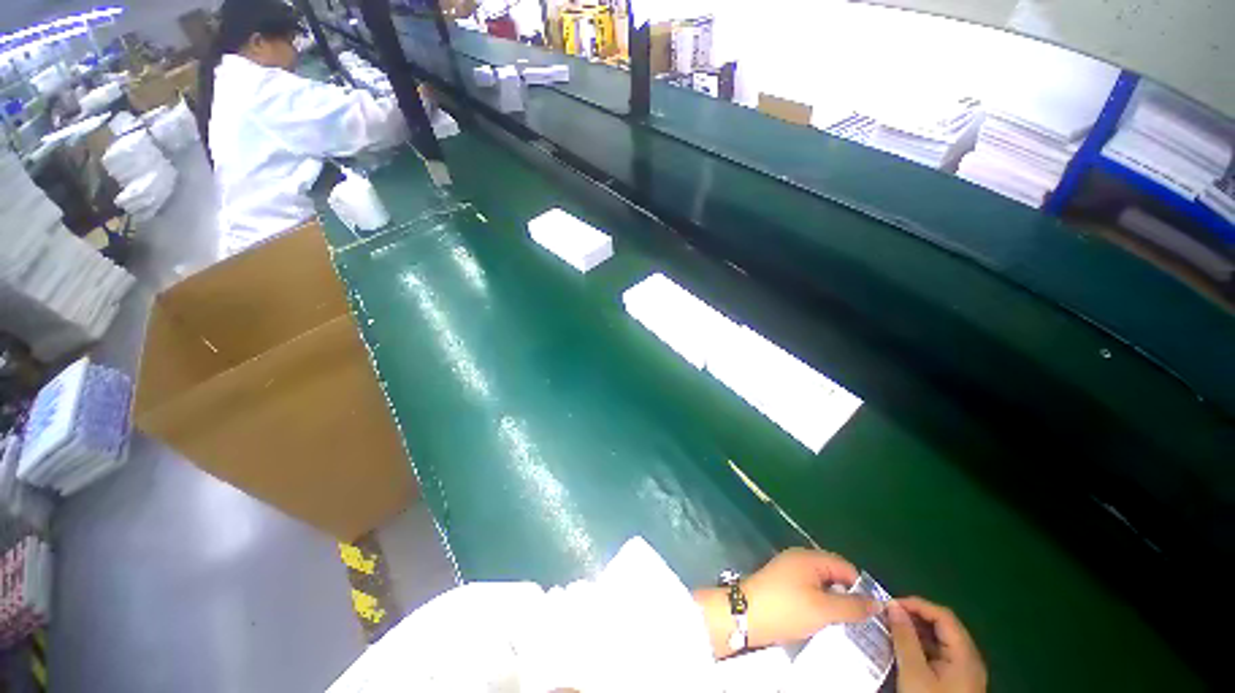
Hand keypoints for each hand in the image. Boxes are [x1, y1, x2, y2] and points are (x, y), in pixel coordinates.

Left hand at [696, 548, 880, 657]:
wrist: (746, 614)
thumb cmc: (786, 608)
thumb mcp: (823, 610)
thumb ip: (852, 606)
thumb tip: (877, 603)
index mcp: (809, 558)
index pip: (845, 567)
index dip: (861, 588)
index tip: (872, 613)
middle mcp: (799, 559)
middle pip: (833, 575)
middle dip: (847, 596)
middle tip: (860, 622)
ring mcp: (789, 570)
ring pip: (821, 584)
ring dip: (833, 602)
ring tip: (844, 625)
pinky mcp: (782, 584)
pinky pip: (809, 590)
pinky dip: (819, 603)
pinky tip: (822, 621)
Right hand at [889, 597, 986, 692]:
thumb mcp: (913, 671)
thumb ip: (905, 637)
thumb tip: (893, 606)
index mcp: (965, 654)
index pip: (943, 616)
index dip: (917, 605)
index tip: (890, 604)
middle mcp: (969, 658)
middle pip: (944, 627)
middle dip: (915, 617)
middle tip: (889, 615)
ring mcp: (964, 671)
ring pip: (941, 640)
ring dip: (917, 631)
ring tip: (892, 629)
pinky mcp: (957, 681)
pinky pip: (940, 654)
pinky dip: (921, 646)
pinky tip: (904, 648)